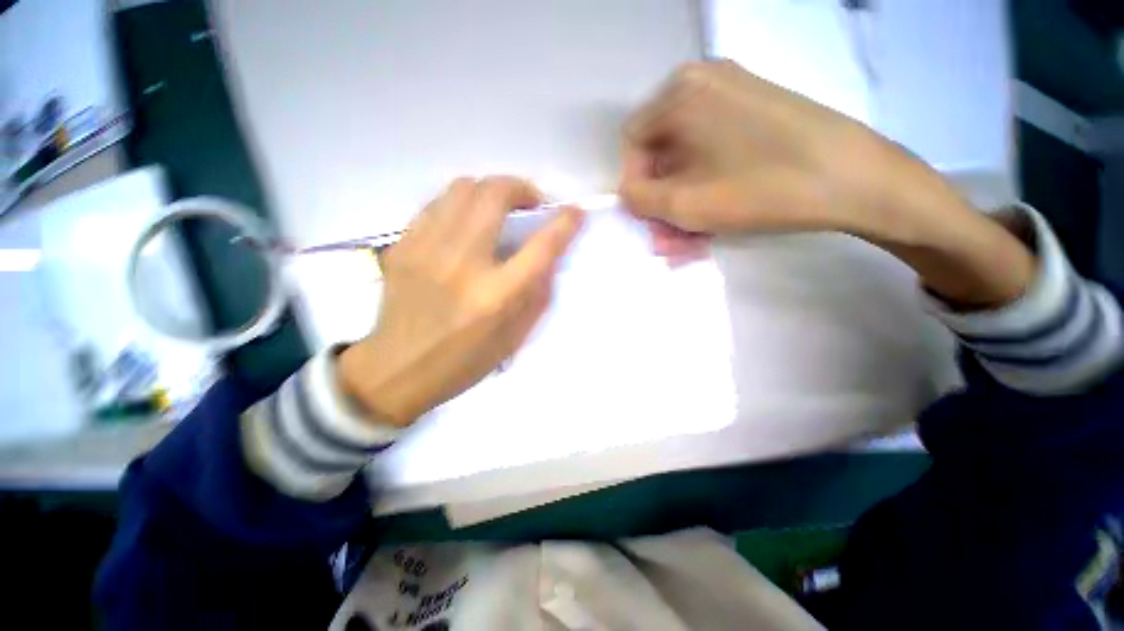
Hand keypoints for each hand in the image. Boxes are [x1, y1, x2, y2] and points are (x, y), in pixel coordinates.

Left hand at [338, 177, 583, 426]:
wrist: (396, 370)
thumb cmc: (463, 362)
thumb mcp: (514, 339)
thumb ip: (537, 296)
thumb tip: (549, 258)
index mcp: (495, 296)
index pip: (540, 247)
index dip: (564, 223)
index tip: (575, 212)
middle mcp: (462, 264)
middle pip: (494, 196)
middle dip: (522, 188)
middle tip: (531, 203)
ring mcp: (427, 250)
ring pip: (463, 188)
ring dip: (491, 190)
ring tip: (500, 207)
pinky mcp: (403, 246)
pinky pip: (437, 204)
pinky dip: (461, 203)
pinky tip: (467, 221)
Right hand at [620, 60, 1033, 308]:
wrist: (855, 179)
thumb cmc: (761, 189)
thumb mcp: (684, 205)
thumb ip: (639, 198)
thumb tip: (627, 191)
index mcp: (679, 94)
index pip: (632, 142)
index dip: (635, 183)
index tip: (651, 215)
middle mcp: (702, 81)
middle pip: (662, 150)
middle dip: (662, 198)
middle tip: (669, 235)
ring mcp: (734, 90)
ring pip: (688, 154)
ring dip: (683, 198)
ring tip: (691, 236)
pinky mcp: (757, 107)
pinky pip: (714, 149)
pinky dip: (706, 182)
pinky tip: (714, 213)